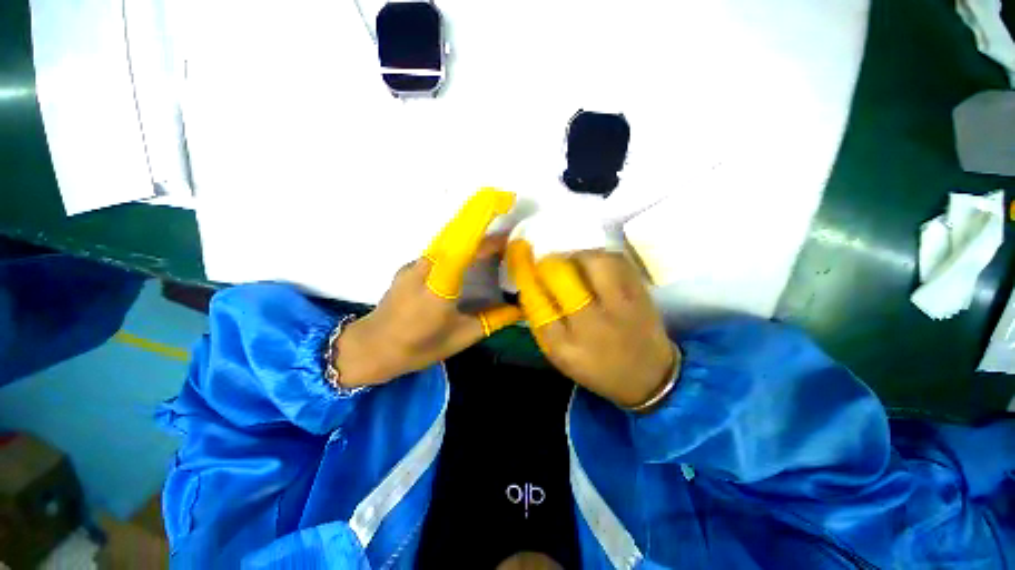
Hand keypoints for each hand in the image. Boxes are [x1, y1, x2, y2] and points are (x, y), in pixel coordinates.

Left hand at [334, 189, 522, 387]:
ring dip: (473, 235)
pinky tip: (472, 257)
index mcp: (440, 284)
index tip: (504, 202)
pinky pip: (441, 249)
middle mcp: (426, 266)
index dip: (483, 219)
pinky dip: (461, 246)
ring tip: (497, 243)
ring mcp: (415, 264)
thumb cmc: (418, 346)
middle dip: (484, 220)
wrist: (372, 347)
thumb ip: (494, 319)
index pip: (464, 244)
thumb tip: (520, 308)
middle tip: (509, 227)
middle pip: (458, 233)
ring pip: (449, 240)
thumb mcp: (462, 336)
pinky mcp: (411, 266)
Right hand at [506, 241, 677, 408]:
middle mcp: (592, 323)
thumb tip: (530, 284)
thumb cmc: (596, 367)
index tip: (523, 261)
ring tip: (574, 264)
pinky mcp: (641, 293)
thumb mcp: (559, 354)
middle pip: (562, 276)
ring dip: (577, 256)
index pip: (536, 301)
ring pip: (594, 261)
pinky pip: (617, 260)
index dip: (527, 275)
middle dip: (550, 264)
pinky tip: (595, 266)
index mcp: (565, 345)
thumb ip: (541, 321)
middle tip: (549, 265)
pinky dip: (600, 257)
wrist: (649, 376)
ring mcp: (620, 305)